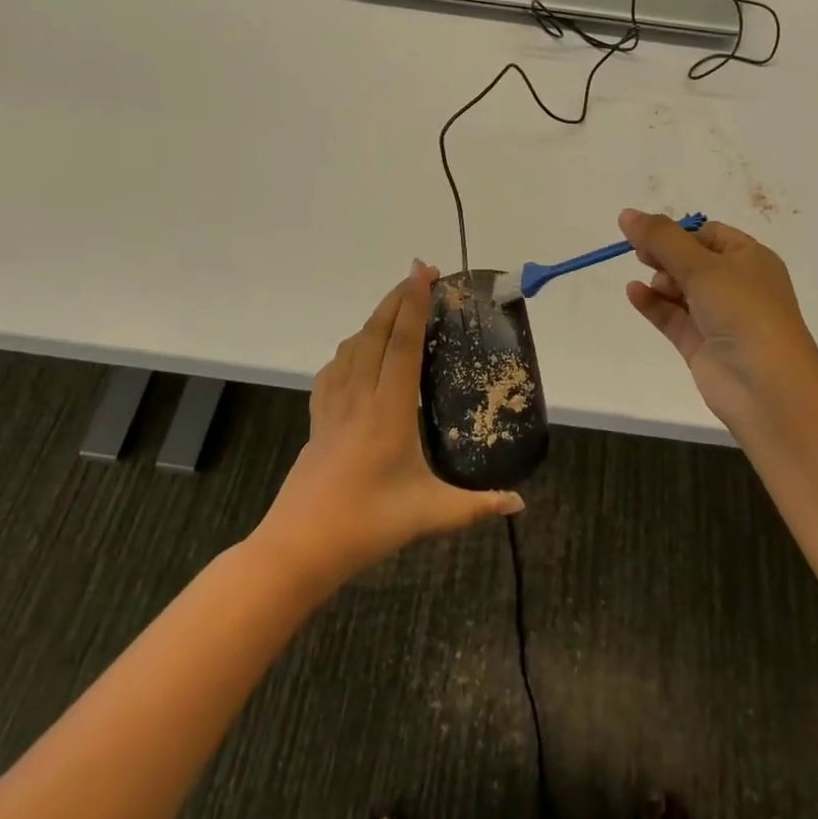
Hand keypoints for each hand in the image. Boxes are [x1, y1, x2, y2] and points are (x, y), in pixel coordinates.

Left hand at [257, 262, 523, 589]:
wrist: (298, 546)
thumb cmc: (367, 524)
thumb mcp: (430, 515)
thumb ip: (477, 506)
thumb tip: (519, 503)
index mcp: (388, 410)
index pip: (402, 344)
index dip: (414, 304)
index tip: (423, 272)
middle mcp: (359, 396)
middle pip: (375, 333)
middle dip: (397, 298)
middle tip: (420, 274)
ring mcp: (333, 406)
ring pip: (352, 346)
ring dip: (374, 318)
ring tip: (396, 307)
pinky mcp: (318, 419)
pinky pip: (334, 369)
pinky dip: (350, 348)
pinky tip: (356, 354)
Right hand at [620, 209, 817, 445]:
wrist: (767, 387)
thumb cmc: (743, 312)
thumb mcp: (702, 266)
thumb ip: (661, 238)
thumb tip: (626, 213)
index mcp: (750, 259)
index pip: (708, 234)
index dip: (678, 233)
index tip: (648, 235)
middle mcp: (737, 285)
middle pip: (691, 260)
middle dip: (665, 256)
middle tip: (640, 255)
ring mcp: (719, 317)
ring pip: (681, 289)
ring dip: (660, 281)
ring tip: (652, 283)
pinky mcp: (702, 344)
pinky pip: (672, 316)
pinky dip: (654, 304)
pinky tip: (634, 293)